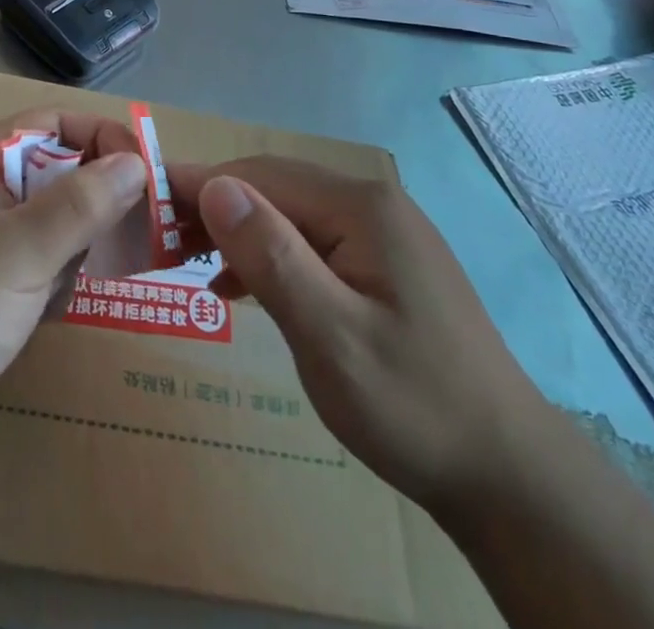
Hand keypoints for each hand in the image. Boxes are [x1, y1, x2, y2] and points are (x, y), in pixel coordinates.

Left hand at [0, 111, 146, 463]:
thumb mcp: (18, 251)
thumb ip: (81, 204)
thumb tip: (137, 161)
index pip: (56, 125)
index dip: (102, 139)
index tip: (148, 172)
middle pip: (62, 172)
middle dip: (99, 200)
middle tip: (141, 231)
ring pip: (60, 220)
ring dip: (80, 247)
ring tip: (85, 276)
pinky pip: (46, 261)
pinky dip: (59, 280)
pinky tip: (49, 310)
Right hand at [166, 158, 544, 507]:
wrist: (509, 476)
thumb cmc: (412, 404)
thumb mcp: (330, 335)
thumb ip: (271, 255)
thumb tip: (215, 186)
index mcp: (360, 207)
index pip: (260, 176)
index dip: (199, 184)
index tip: (144, 198)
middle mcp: (371, 204)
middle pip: (274, 189)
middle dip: (214, 208)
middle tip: (158, 239)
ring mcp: (381, 235)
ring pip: (290, 216)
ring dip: (239, 233)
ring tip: (189, 262)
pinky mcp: (384, 266)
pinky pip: (312, 244)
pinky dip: (270, 258)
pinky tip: (241, 288)